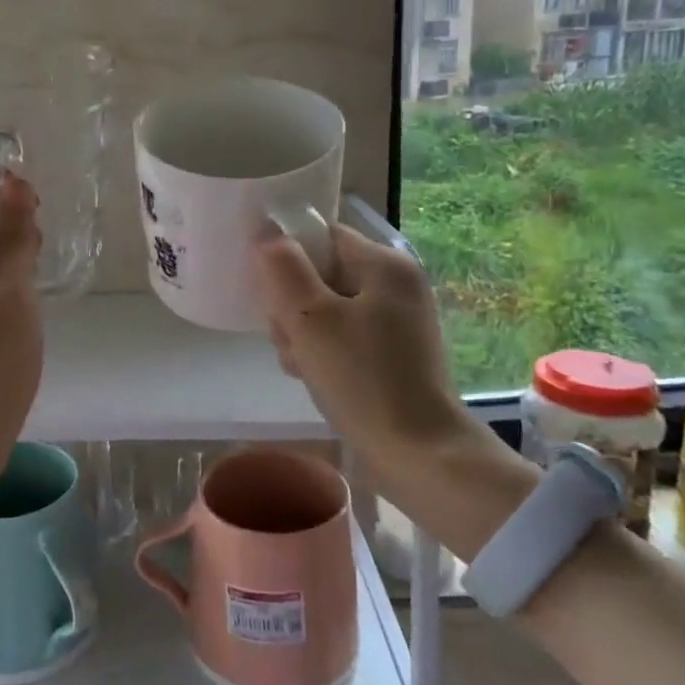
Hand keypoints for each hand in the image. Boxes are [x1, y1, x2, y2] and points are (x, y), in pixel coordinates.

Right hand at [256, 225, 474, 464]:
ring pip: (327, 309)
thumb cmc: (362, 378)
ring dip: (302, 333)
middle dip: (292, 305)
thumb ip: (283, 268)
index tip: (271, 295)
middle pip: (321, 273)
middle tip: (288, 339)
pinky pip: (344, 336)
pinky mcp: (393, 353)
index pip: (321, 236)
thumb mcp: (311, 318)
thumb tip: (266, 230)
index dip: (288, 258)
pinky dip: (324, 352)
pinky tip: (313, 377)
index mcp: (384, 264)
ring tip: (300, 364)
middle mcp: (395, 284)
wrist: (418, 454)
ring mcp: (397, 321)